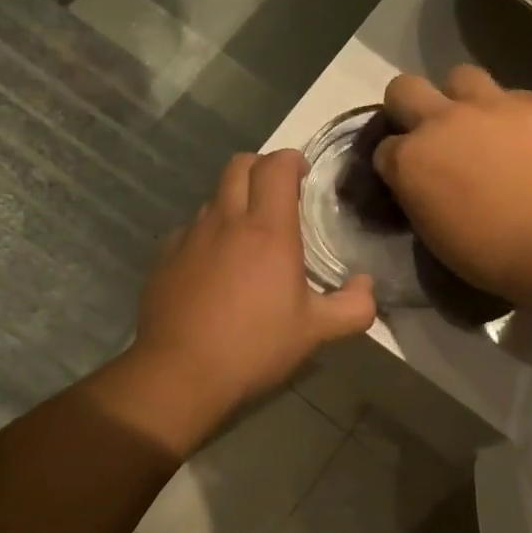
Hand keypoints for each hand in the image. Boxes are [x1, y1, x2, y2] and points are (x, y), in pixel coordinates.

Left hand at [132, 150, 375, 421]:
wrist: (181, 373)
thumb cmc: (255, 347)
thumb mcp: (316, 332)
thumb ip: (353, 307)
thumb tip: (366, 286)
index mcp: (268, 230)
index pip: (276, 166)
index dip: (291, 160)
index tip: (303, 173)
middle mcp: (226, 221)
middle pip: (239, 165)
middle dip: (261, 168)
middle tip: (278, 194)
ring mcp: (190, 237)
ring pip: (213, 198)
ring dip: (233, 202)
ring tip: (247, 237)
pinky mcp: (165, 257)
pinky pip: (190, 230)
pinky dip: (207, 235)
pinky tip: (213, 269)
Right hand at [375, 66, 531, 298]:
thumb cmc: (489, 253)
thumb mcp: (434, 233)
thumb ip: (420, 196)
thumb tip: (425, 185)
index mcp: (409, 161)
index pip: (383, 149)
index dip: (395, 162)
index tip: (408, 177)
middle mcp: (440, 122)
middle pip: (403, 89)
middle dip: (408, 106)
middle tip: (429, 131)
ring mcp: (488, 105)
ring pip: (459, 77)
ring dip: (461, 98)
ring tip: (479, 124)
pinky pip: (512, 96)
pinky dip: (511, 115)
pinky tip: (525, 138)